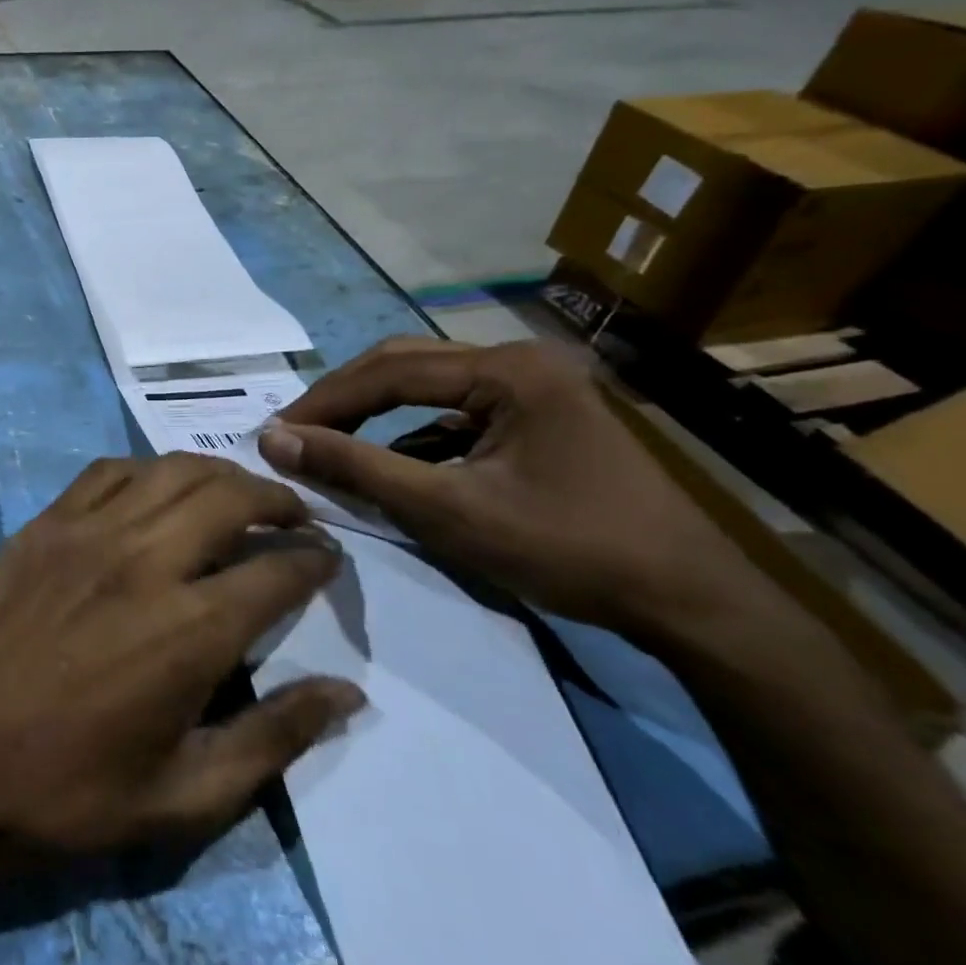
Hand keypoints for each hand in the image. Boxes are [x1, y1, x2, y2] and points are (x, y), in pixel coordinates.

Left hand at [0, 452, 366, 855]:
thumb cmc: (66, 792)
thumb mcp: (184, 796)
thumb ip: (274, 738)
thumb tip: (347, 693)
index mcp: (189, 629)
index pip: (278, 569)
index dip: (316, 559)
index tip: (330, 559)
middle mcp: (144, 559)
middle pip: (230, 496)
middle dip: (277, 499)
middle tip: (293, 518)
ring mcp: (86, 531)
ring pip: (171, 470)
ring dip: (217, 475)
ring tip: (235, 496)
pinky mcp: (44, 523)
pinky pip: (108, 472)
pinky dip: (148, 471)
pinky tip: (155, 492)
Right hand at [258, 338, 774, 644]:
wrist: (691, 604)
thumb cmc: (568, 550)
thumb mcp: (449, 511)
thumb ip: (357, 468)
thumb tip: (274, 440)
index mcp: (507, 369)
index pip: (389, 371)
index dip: (324, 402)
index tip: (275, 433)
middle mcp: (520, 360)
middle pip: (406, 365)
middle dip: (345, 399)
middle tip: (295, 433)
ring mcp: (534, 386)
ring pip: (428, 385)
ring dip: (374, 413)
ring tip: (328, 442)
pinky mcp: (539, 416)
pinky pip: (455, 410)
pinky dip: (411, 432)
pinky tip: (388, 460)